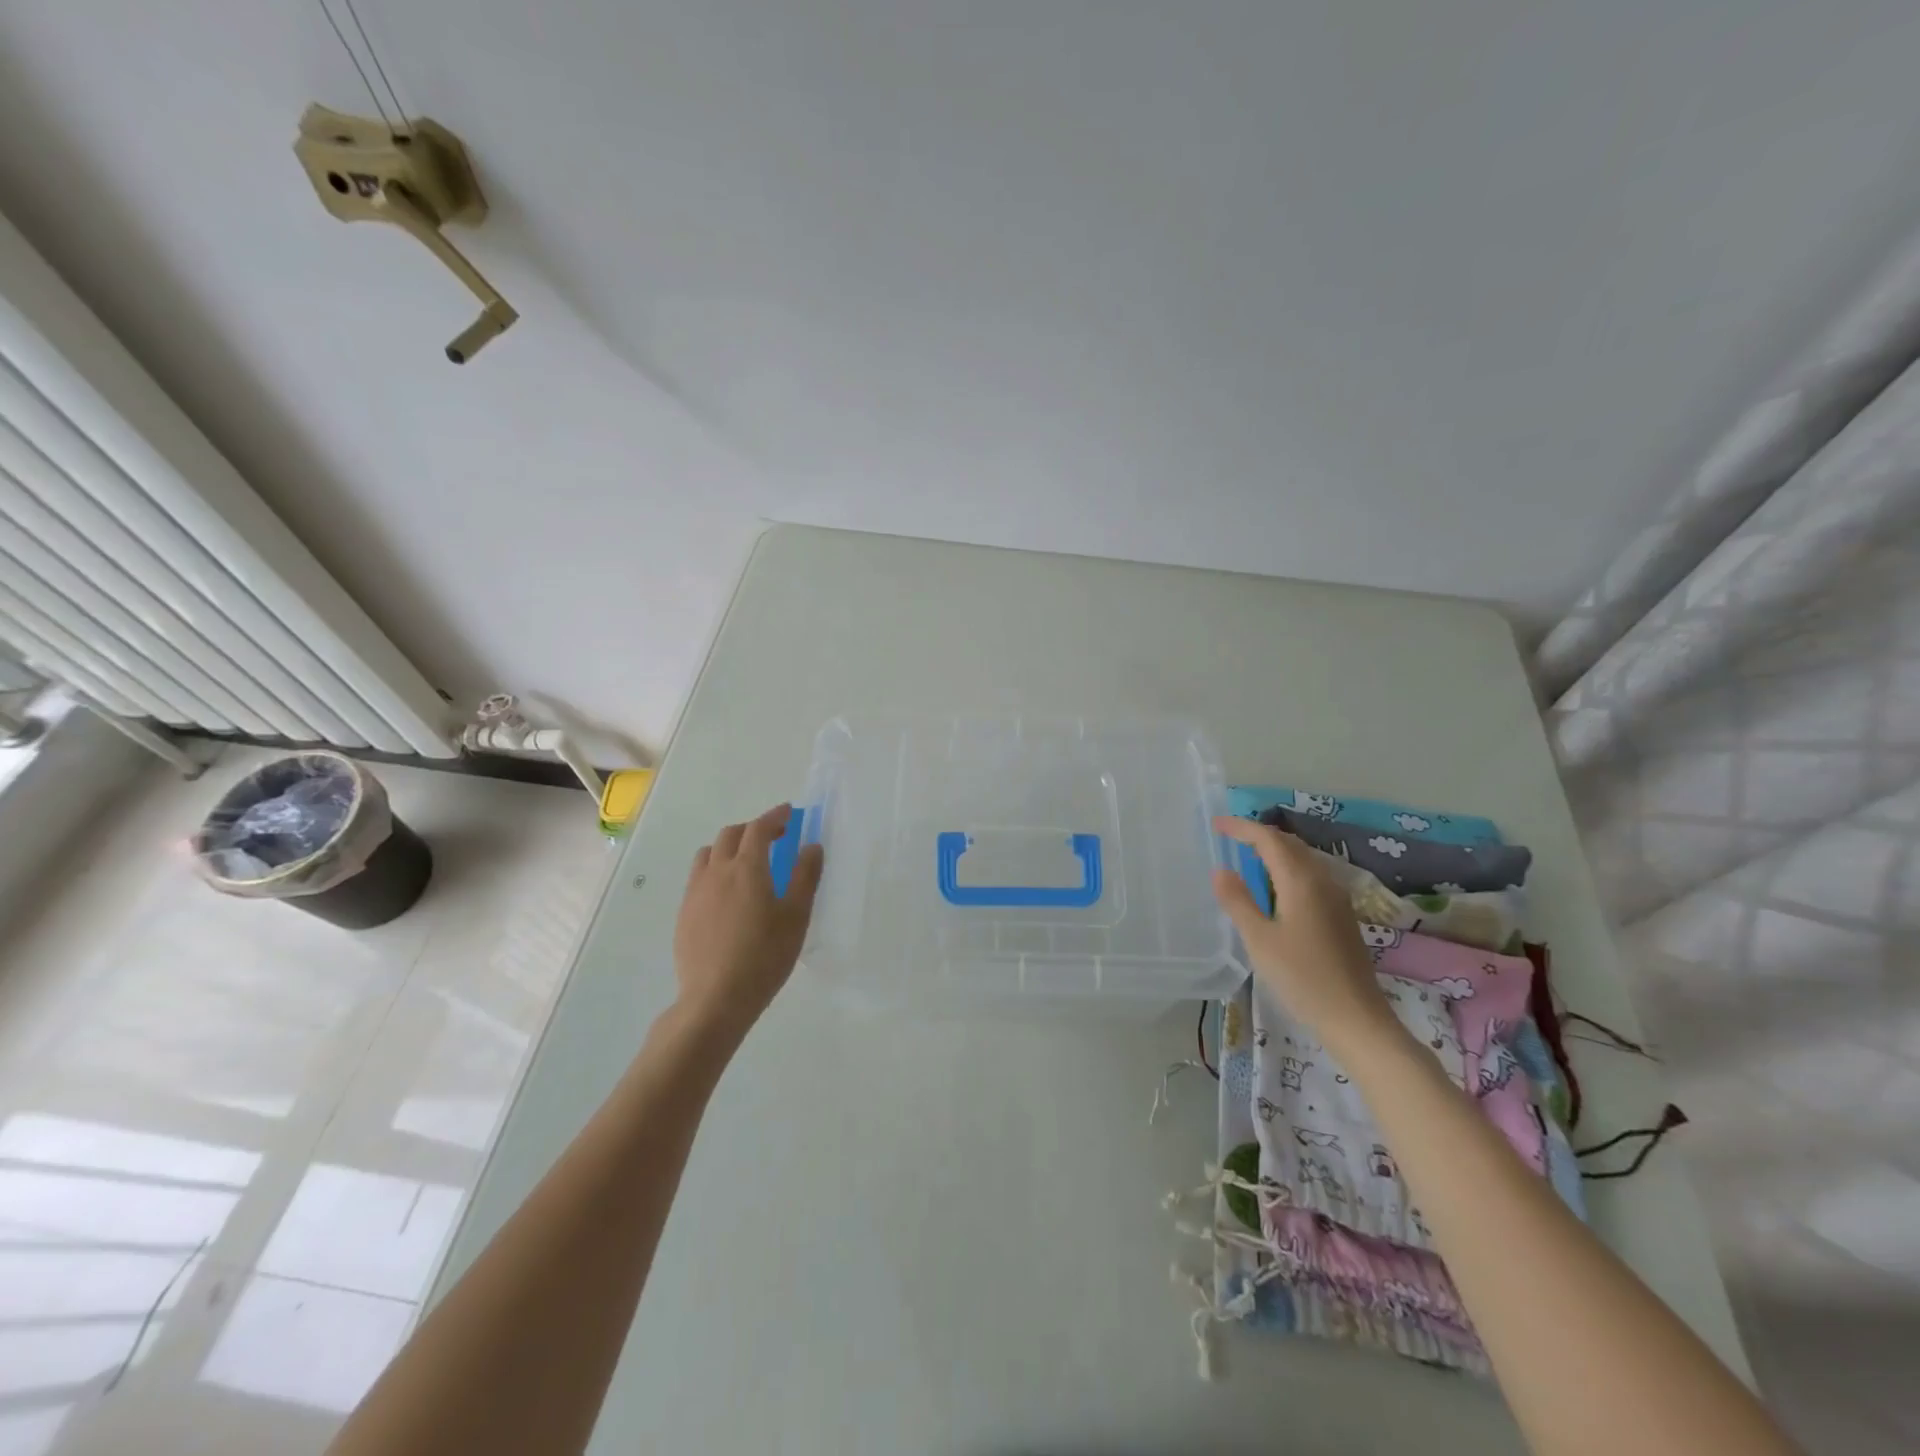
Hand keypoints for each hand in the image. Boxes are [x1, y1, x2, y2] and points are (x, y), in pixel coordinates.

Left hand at [672, 804, 822, 1040]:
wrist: (715, 998)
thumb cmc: (764, 956)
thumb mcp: (796, 916)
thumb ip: (805, 876)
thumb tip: (811, 846)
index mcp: (746, 868)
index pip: (759, 829)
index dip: (775, 817)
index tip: (789, 813)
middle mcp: (716, 872)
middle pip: (730, 835)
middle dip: (752, 829)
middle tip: (773, 837)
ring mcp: (695, 893)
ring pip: (709, 854)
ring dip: (729, 847)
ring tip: (746, 862)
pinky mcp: (684, 914)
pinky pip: (698, 878)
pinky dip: (715, 871)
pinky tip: (727, 895)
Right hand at [1211, 815, 1401, 1056]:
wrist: (1356, 1018)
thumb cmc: (1302, 977)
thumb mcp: (1259, 940)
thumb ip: (1238, 901)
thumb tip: (1221, 870)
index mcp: (1301, 882)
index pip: (1269, 840)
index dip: (1242, 828)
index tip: (1216, 824)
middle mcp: (1322, 882)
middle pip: (1290, 844)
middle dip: (1260, 834)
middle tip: (1230, 836)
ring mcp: (1337, 899)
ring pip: (1303, 859)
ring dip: (1276, 850)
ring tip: (1248, 855)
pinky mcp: (1342, 916)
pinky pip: (1311, 876)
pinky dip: (1288, 868)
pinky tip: (1276, 886)